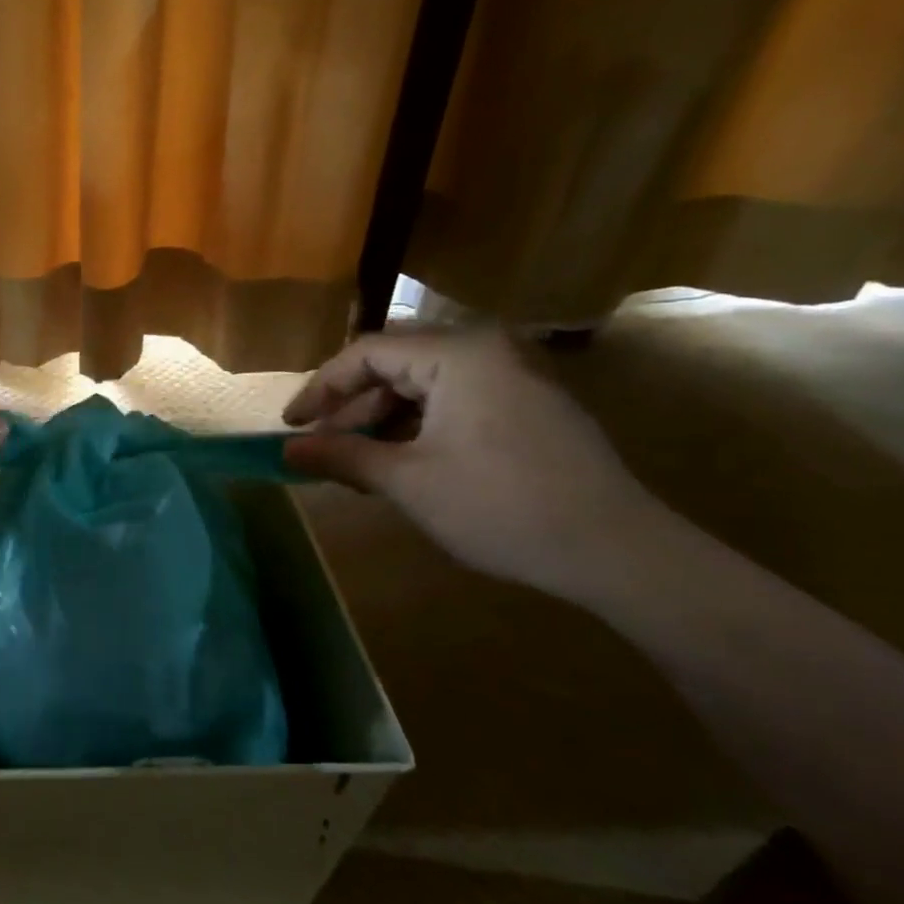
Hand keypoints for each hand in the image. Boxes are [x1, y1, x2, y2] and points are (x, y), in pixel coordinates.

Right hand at [282, 329, 663, 599]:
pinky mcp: (529, 408)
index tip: (290, 426)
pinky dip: (418, 427)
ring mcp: (515, 378)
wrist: (616, 551)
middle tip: (320, 444)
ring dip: (382, 420)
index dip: (320, 389)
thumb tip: (287, 449)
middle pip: (395, 365)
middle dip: (350, 406)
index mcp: (458, 355)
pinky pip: (455, 402)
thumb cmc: (499, 505)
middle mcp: (488, 352)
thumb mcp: (407, 480)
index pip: (366, 353)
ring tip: (355, 460)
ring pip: (424, 386)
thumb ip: (341, 455)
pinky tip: (401, 462)